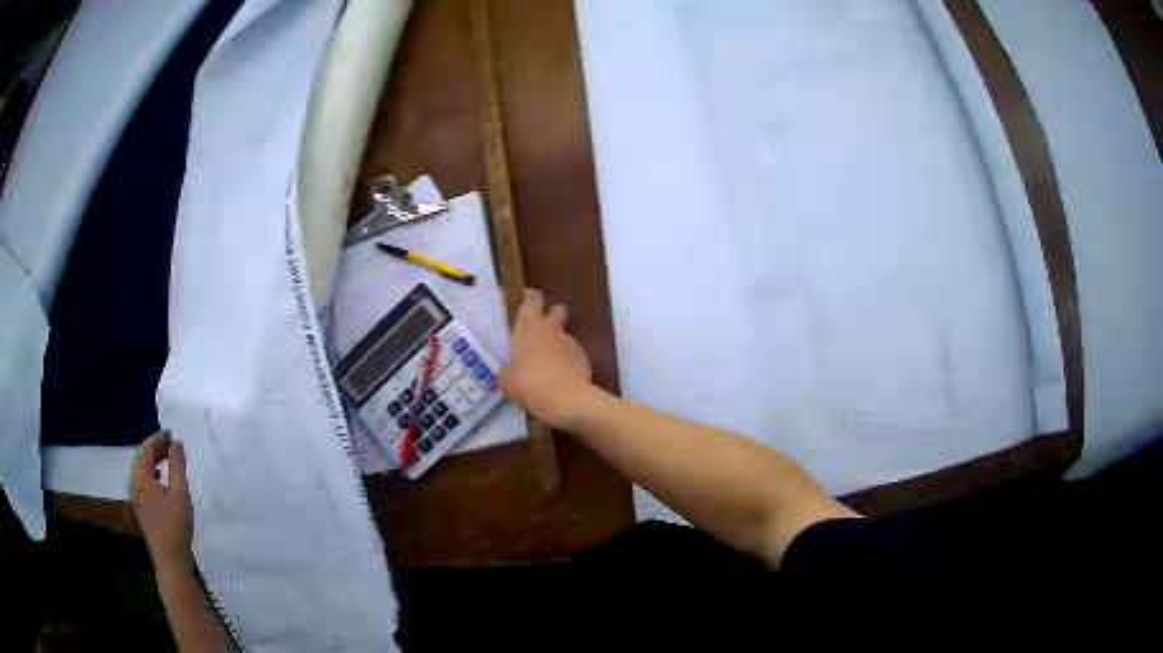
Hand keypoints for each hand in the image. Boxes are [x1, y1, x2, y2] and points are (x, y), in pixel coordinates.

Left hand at [131, 431, 192, 570]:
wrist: (170, 560)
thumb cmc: (175, 526)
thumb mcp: (180, 494)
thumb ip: (177, 466)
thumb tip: (176, 443)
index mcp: (141, 478)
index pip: (146, 449)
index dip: (158, 438)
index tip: (172, 434)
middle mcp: (134, 484)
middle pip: (141, 457)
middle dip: (156, 447)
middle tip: (172, 445)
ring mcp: (136, 497)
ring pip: (141, 469)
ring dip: (153, 460)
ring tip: (168, 458)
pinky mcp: (141, 508)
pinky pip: (143, 480)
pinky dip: (152, 472)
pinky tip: (161, 479)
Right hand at [499, 289, 594, 428]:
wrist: (565, 398)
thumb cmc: (528, 384)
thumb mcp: (508, 381)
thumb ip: (508, 372)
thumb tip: (509, 373)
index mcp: (528, 328)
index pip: (532, 299)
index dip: (530, 296)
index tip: (526, 296)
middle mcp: (550, 329)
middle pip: (556, 310)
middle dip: (552, 314)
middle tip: (542, 328)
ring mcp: (570, 341)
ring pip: (564, 335)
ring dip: (558, 343)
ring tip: (551, 364)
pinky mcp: (583, 356)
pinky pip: (573, 354)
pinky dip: (568, 361)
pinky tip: (562, 377)